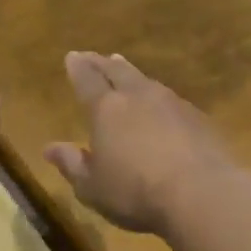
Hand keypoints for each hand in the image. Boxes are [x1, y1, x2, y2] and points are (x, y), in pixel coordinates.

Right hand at [43, 52, 240, 235]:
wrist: (201, 194)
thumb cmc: (135, 192)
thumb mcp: (92, 187)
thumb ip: (71, 164)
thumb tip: (50, 148)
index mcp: (106, 109)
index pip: (87, 80)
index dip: (78, 68)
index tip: (72, 56)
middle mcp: (137, 96)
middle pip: (117, 71)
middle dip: (102, 63)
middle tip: (94, 56)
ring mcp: (171, 103)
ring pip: (145, 80)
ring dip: (130, 73)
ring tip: (123, 68)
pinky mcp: (197, 117)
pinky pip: (169, 98)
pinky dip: (157, 96)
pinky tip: (160, 104)